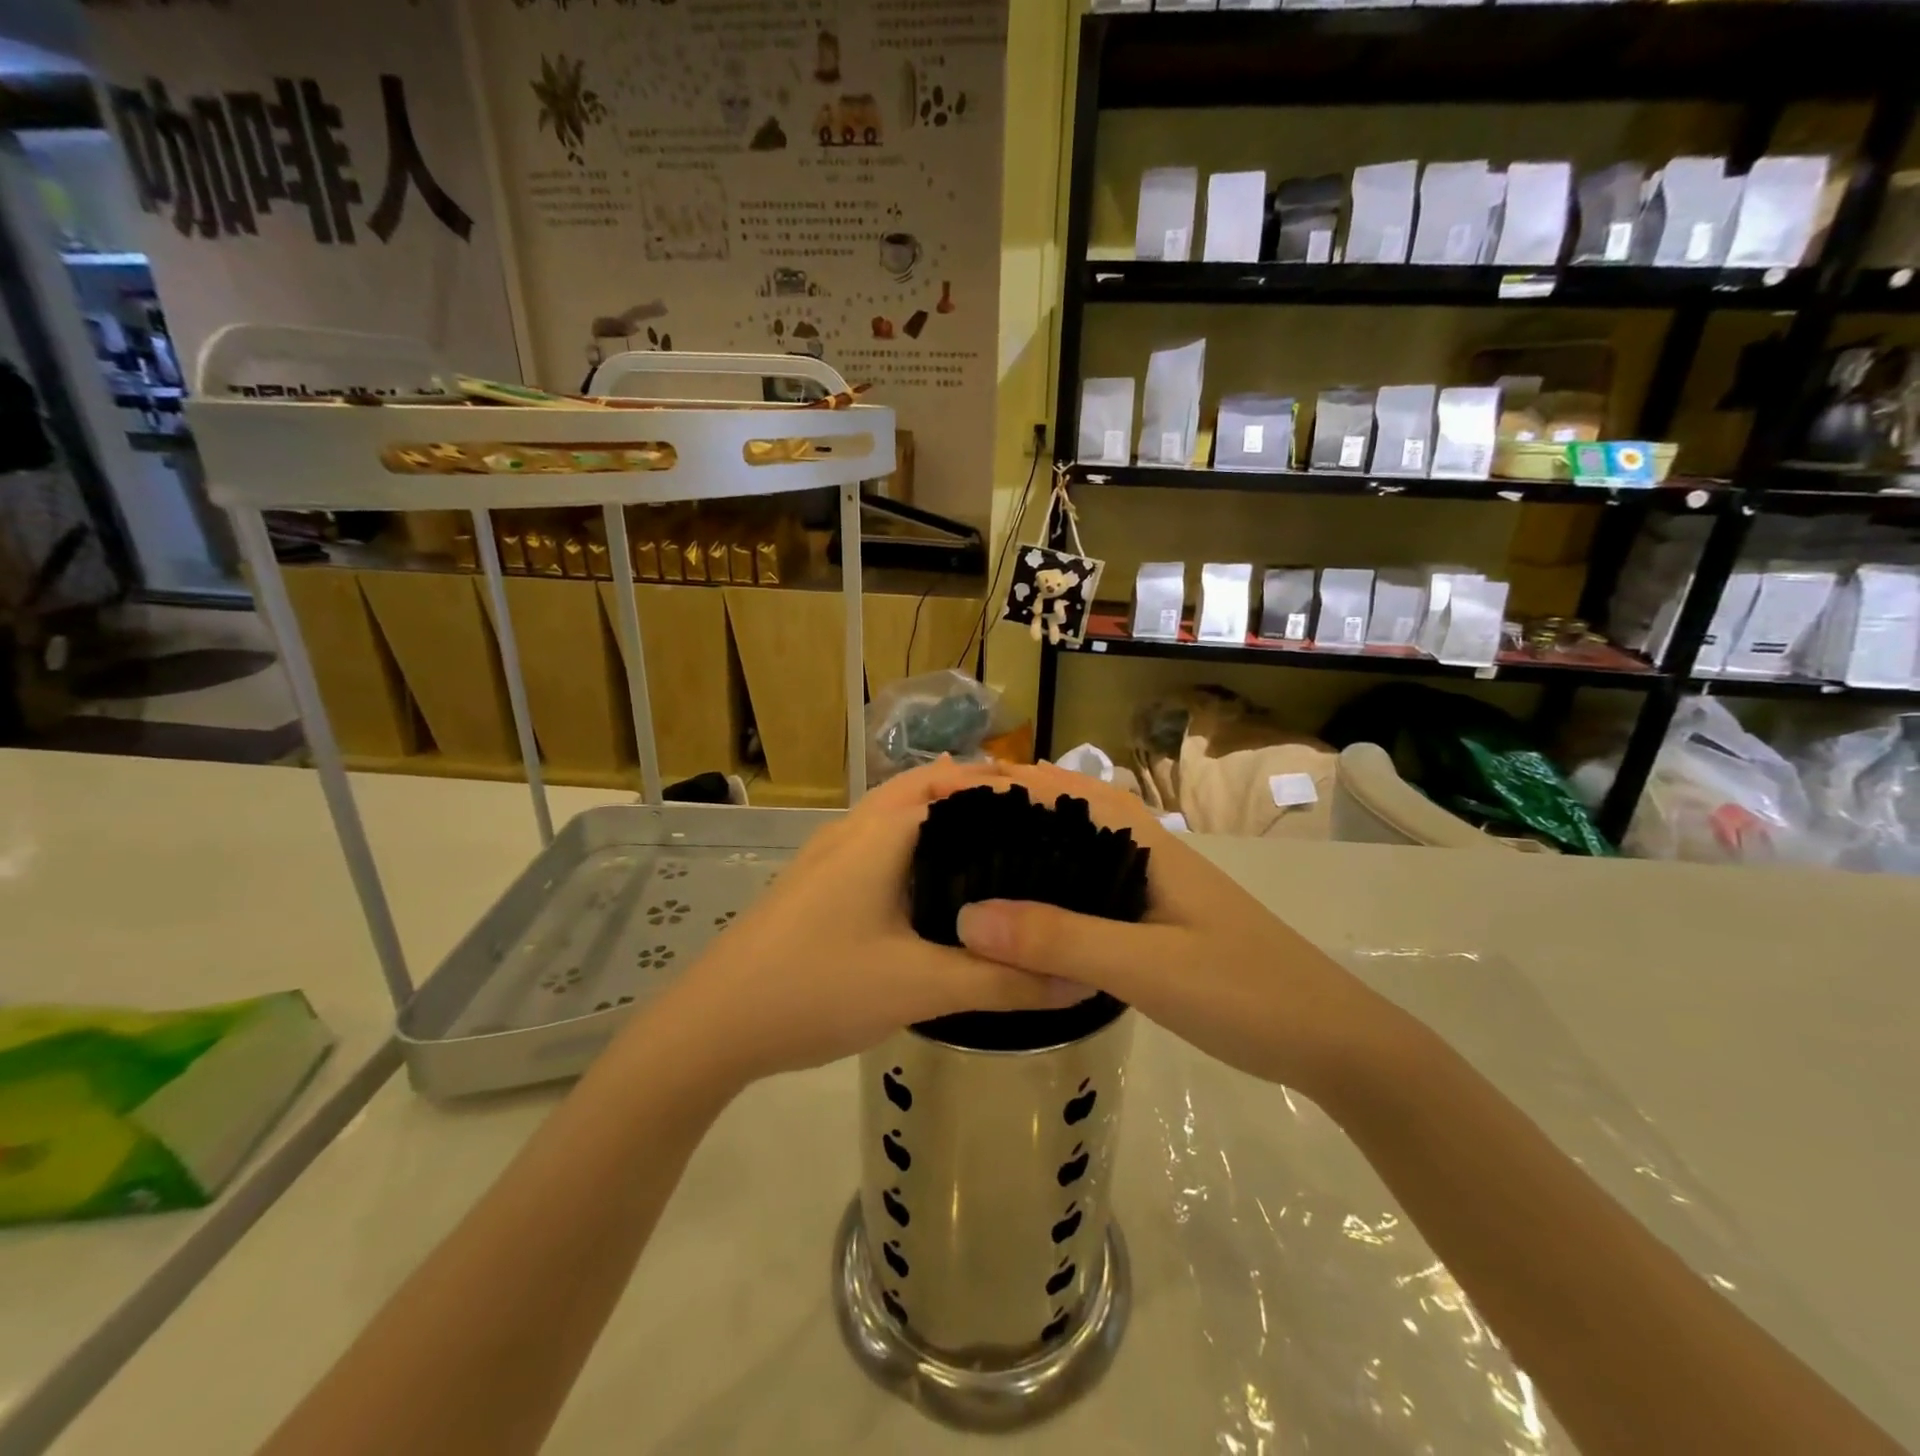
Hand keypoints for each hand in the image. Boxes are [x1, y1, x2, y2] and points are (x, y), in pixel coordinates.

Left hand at [633, 759, 1076, 1086]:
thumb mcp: (920, 987)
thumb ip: (1002, 983)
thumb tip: (1077, 979)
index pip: (956, 783)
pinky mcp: (817, 882)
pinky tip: (938, 894)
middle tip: (1036, 830)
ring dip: (944, 822)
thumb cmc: (818, 987)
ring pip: (899, 817)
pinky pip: (880, 845)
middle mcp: (854, 828)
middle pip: (926, 789)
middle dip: (978, 799)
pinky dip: (917, 849)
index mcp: (881, 831)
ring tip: (998, 854)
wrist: (714, 1025)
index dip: (1007, 788)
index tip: (1058, 812)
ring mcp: (829, 854)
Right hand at [954, 762, 1387, 1097]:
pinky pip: (1090, 897)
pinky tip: (1027, 922)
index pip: (1068, 789)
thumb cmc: (1245, 991)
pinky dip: (1053, 896)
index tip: (949, 793)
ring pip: (1078, 859)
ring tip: (969, 871)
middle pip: (1068, 818)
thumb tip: (967, 918)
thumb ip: (1060, 940)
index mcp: (1146, 845)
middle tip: (943, 836)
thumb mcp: (1146, 967)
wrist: (1335, 1044)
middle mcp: (1146, 856)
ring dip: (1030, 855)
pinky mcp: (1157, 927)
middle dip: (1009, 815)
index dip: (1011, 782)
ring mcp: (1154, 893)